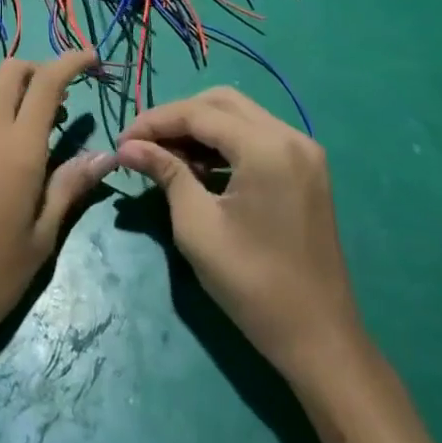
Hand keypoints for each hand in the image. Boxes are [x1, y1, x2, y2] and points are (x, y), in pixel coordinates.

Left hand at [0, 51, 115, 374]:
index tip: (91, 60)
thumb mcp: (41, 241)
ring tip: (19, 117)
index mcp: (18, 149)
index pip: (47, 82)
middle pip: (12, 69)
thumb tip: (106, 155)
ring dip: (5, 82)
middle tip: (57, 102)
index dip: (71, 61)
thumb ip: (70, 188)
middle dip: (39, 71)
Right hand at [118, 87, 366, 381]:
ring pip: (239, 116)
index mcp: (266, 146)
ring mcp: (303, 152)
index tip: (121, 140)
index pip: (198, 113)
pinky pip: (257, 137)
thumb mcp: (197, 225)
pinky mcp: (306, 170)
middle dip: (177, 117)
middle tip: (143, 144)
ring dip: (200, 128)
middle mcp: (290, 136)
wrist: (320, 340)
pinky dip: (224, 143)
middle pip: (221, 103)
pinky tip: (198, 167)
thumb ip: (165, 172)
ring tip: (164, 155)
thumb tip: (127, 146)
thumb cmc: (252, 283)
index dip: (154, 122)